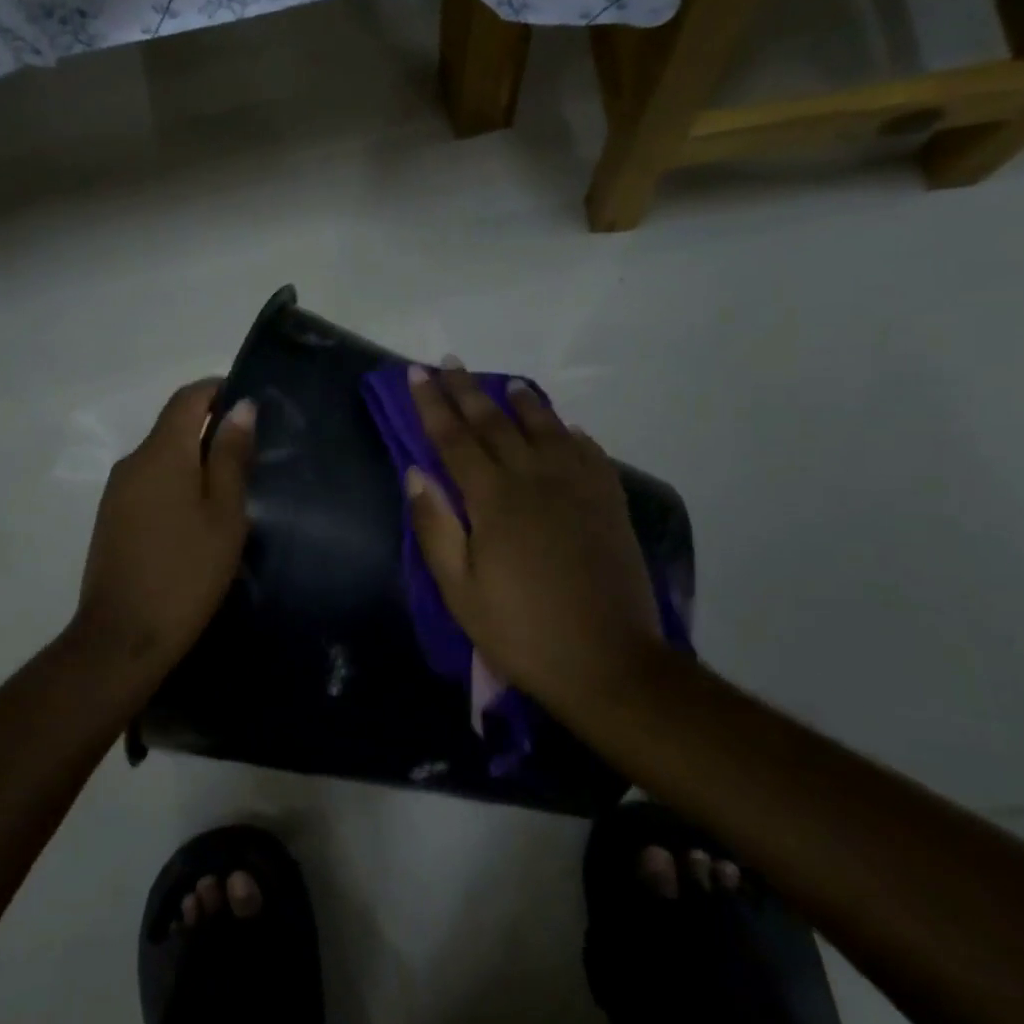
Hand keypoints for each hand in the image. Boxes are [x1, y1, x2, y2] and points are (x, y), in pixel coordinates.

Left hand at [71, 379, 254, 682]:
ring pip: (162, 457)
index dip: (218, 390)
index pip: (188, 398)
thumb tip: (240, 407)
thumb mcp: (224, 514)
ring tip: (232, 491)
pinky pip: (150, 483)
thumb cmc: (186, 572)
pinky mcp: (112, 518)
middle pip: (173, 426)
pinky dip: (177, 485)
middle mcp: (133, 461)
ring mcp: (117, 492)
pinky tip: (198, 518)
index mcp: (161, 452)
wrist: (123, 637)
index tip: (251, 405)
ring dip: (195, 461)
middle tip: (252, 457)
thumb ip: (230, 457)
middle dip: (211, 430)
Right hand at [405, 362, 662, 723]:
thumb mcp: (459, 590)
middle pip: (495, 423)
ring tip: (507, 383)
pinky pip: (588, 453)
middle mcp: (536, 479)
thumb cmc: (520, 630)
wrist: (608, 661)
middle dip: (467, 391)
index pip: (454, 439)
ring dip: (522, 403)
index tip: (416, 373)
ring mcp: (578, 487)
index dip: (432, 404)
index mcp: (494, 499)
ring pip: (546, 429)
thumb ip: (435, 527)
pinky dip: (571, 434)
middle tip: (449, 362)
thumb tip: (414, 473)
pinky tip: (565, 428)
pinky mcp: (609, 503)